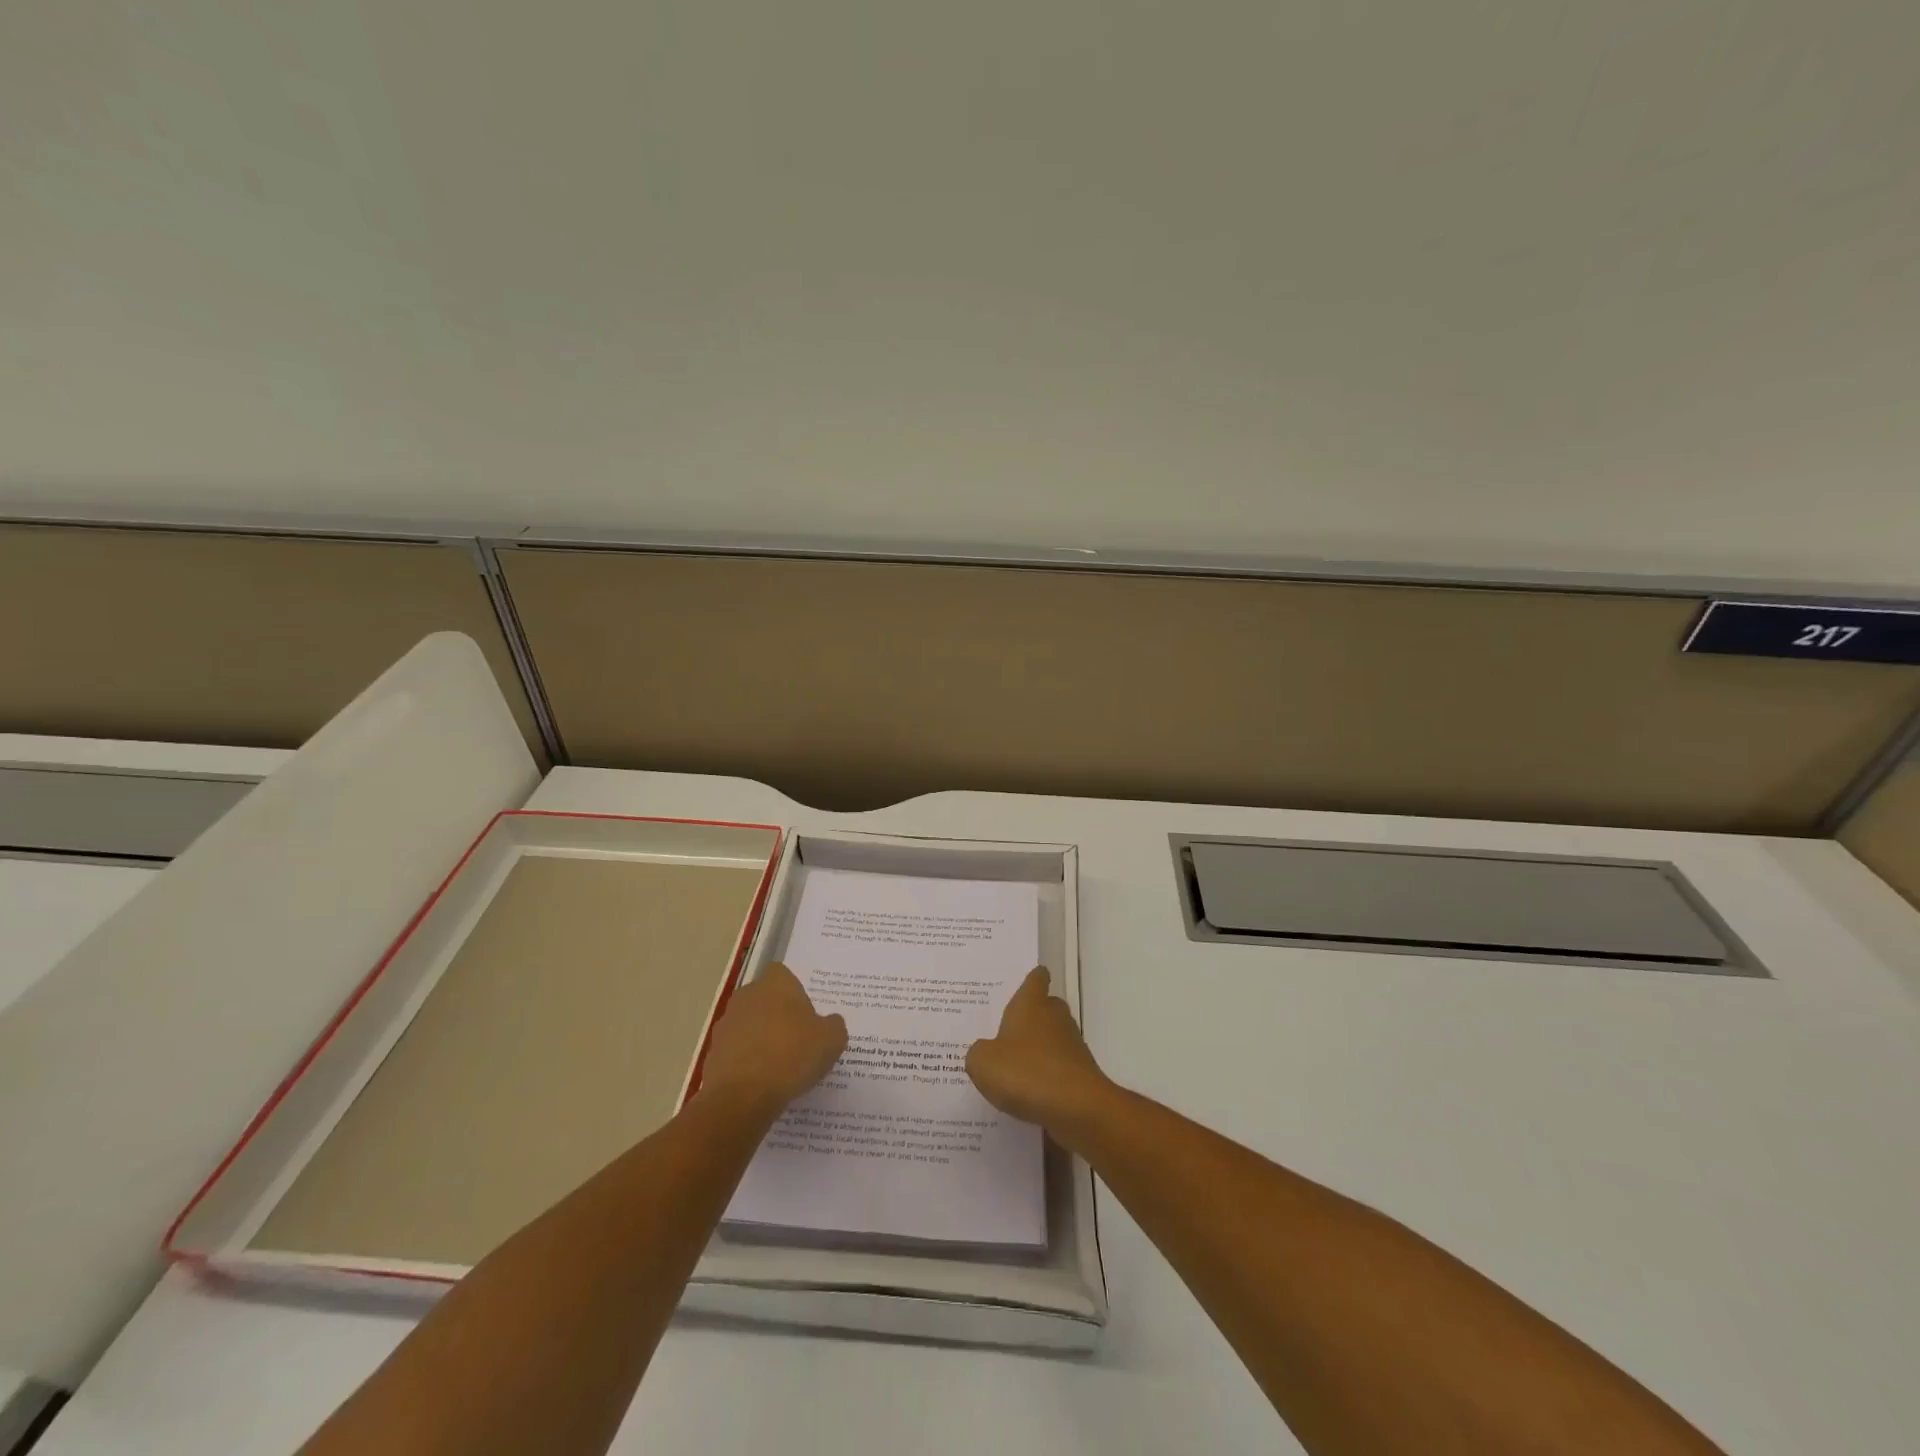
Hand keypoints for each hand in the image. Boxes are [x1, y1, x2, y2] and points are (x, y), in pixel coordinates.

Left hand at [700, 962, 846, 1114]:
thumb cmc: (792, 1055)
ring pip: (749, 1026)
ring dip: (760, 1039)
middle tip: (798, 1040)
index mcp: (775, 983)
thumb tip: (829, 1023)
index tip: (807, 1015)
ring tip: (780, 1066)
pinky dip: (747, 1063)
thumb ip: (833, 1025)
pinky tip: (762, 1083)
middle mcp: (747, 995)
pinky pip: (736, 1052)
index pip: (784, 975)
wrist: (742, 1097)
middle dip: (778, 1016)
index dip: (796, 993)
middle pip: (765, 999)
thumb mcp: (832, 1040)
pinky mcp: (712, 1053)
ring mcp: (726, 1024)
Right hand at [967, 967, 1110, 1131]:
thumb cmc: (1025, 1073)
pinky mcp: (1080, 1073)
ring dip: (1039, 1048)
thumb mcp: (983, 1063)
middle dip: (1032, 1016)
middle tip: (1007, 1030)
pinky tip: (1029, 1094)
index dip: (1032, 979)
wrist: (1076, 1109)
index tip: (1025, 982)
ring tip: (1014, 1067)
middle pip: (1047, 1007)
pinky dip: (1047, 1075)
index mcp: (1031, 1004)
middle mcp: (1054, 1018)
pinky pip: (1059, 1067)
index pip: (1036, 979)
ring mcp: (1072, 1045)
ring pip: (1054, 1038)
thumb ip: (978, 1053)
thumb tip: (986, 1052)